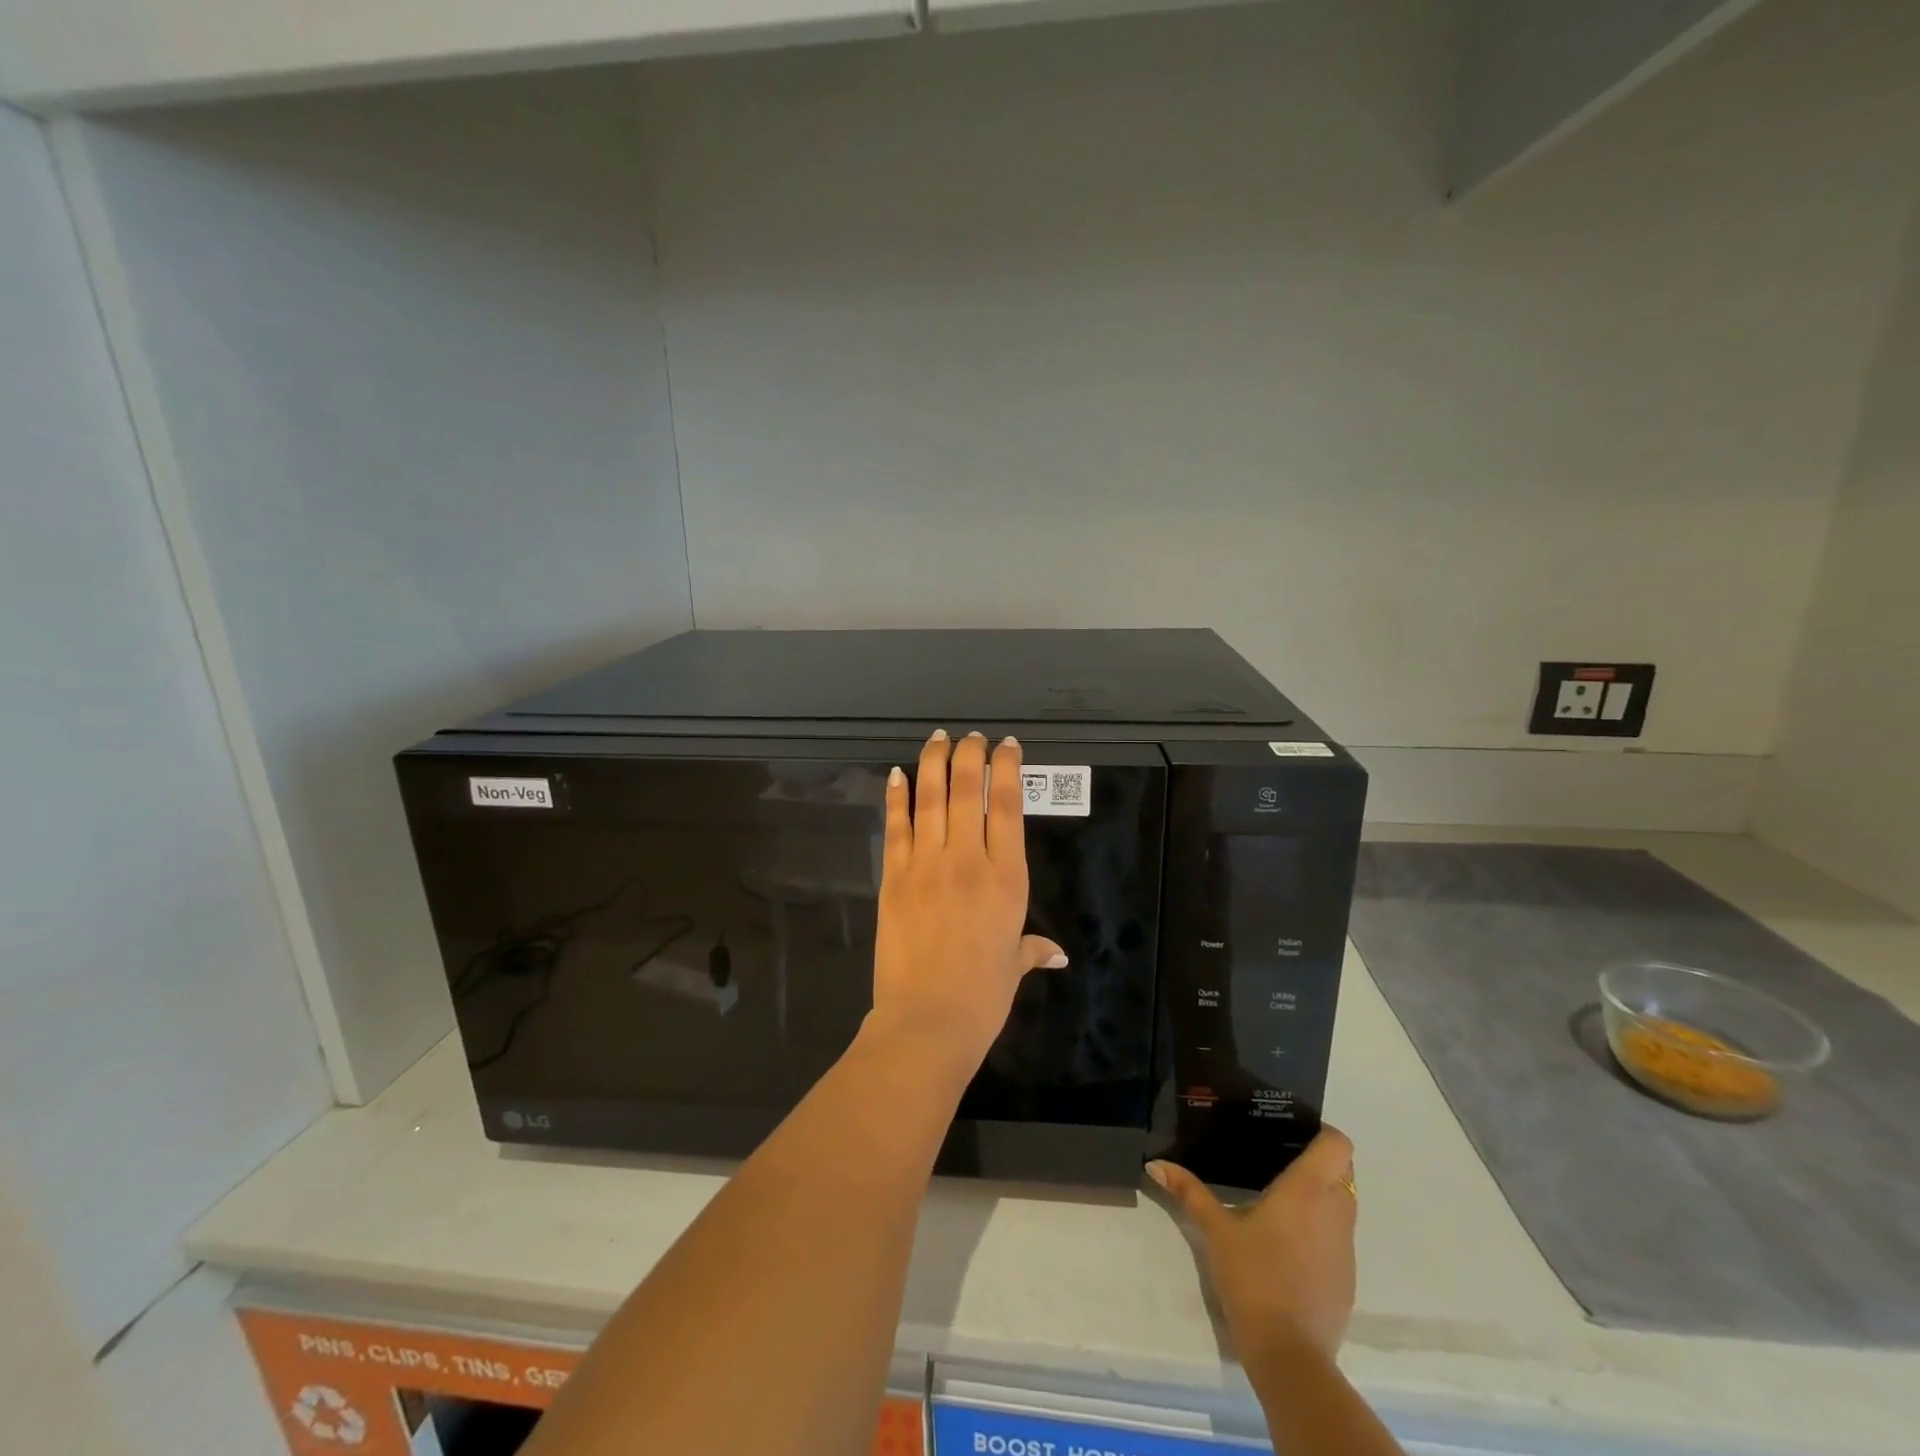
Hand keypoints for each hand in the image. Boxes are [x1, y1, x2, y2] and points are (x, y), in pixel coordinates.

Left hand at [866, 730, 1066, 1076]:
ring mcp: (927, 865)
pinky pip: (896, 827)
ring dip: (934, 763)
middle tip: (971, 737)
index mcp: (1007, 877)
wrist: (927, 1020)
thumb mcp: (1013, 966)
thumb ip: (1032, 950)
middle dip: (970, 755)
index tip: (1006, 746)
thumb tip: (1056, 954)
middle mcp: (968, 860)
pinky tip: (897, 774)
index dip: (1007, 769)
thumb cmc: (982, 995)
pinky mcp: (894, 877)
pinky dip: (896, 797)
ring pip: (931, 799)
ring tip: (938, 738)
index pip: (1008, 806)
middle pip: (967, 791)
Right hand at [1147, 1128, 1357, 1362]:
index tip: (1294, 1134)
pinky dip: (1322, 1229)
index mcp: (1307, 1191)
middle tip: (1280, 1160)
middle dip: (1319, 1162)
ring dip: (1322, 1196)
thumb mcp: (1215, 1231)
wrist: (1290, 1355)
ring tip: (1281, 1198)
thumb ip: (1189, 1192)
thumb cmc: (1253, 1278)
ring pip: (1345, 1204)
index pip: (1338, 1145)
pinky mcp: (1347, 1277)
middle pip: (1343, 1171)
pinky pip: (1340, 1237)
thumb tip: (1155, 1164)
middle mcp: (1335, 1212)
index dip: (1322, 1134)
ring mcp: (1346, 1248)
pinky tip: (1288, 1242)